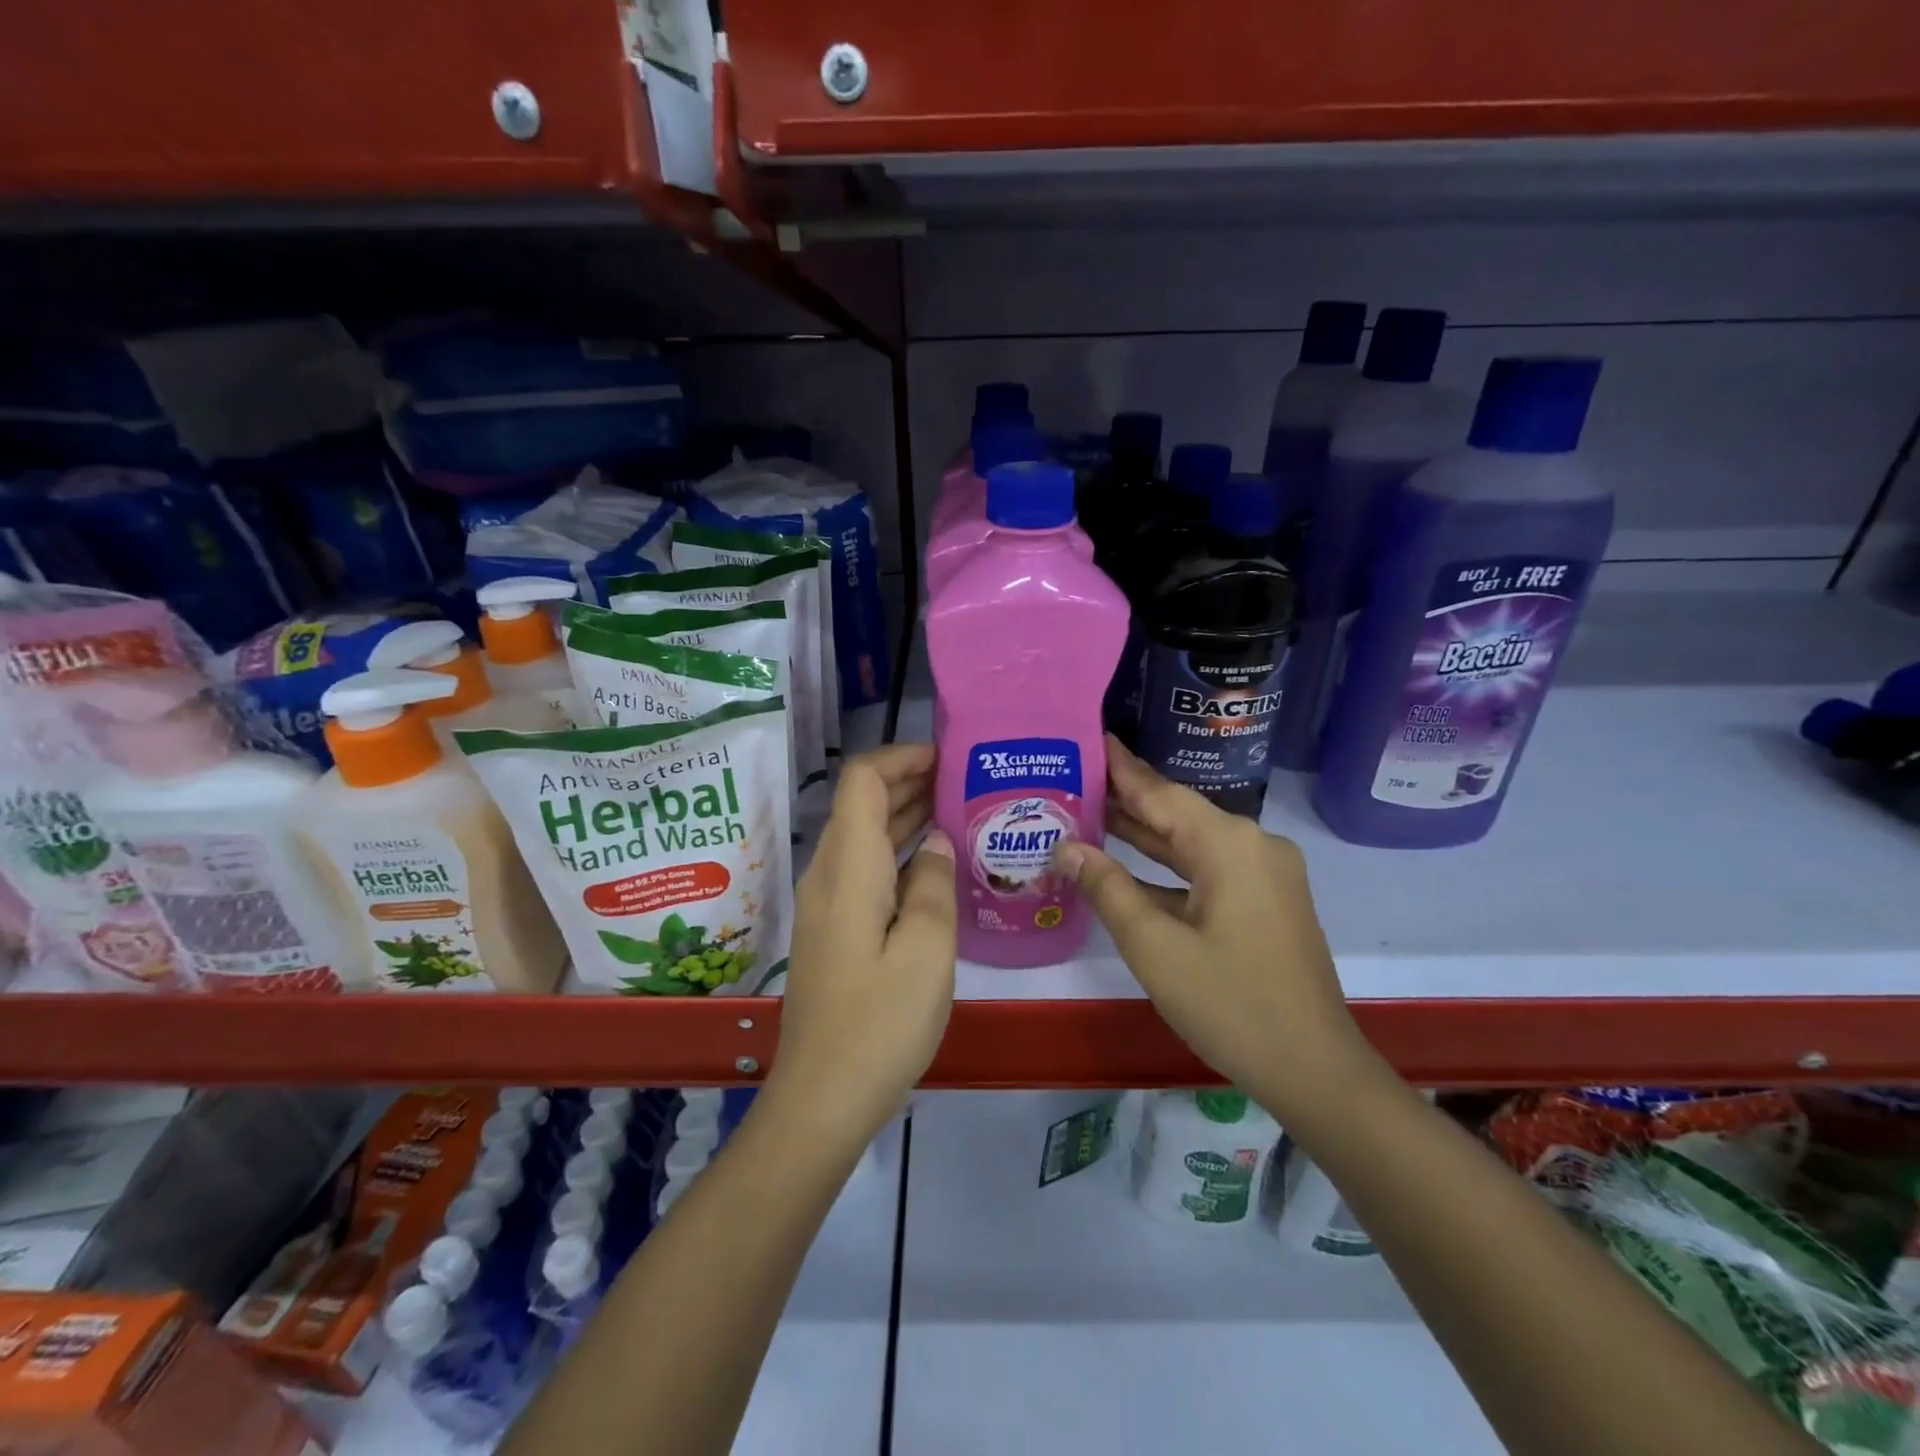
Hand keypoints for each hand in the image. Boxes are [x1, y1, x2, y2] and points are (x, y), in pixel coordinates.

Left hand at [769, 743, 956, 1141]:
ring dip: (905, 817)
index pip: (862, 780)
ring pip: (864, 837)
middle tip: (965, 782)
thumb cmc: (881, 1022)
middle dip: (909, 782)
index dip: (901, 757)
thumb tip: (935, 841)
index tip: (948, 758)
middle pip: (861, 804)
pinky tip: (934, 867)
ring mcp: (826, 904)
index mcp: (848, 867)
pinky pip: (865, 870)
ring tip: (959, 812)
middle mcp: (829, 874)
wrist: (823, 1098)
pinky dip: (898, 854)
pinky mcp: (833, 930)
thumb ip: (934, 884)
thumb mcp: (927, 949)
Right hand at [1053, 737, 1376, 1116]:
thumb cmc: (1229, 1003)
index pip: (1160, 791)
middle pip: (1177, 813)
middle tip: (1074, 777)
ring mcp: (1264, 874)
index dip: (1121, 767)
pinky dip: (1168, 868)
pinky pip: (1207, 869)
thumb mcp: (1155, 946)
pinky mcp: (1266, 900)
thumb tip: (1066, 847)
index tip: (1090, 737)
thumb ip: (1107, 888)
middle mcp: (1252, 845)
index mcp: (1228, 844)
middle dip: (1126, 800)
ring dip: (1144, 835)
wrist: (1314, 1069)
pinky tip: (1127, 868)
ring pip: (1191, 843)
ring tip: (1089, 814)